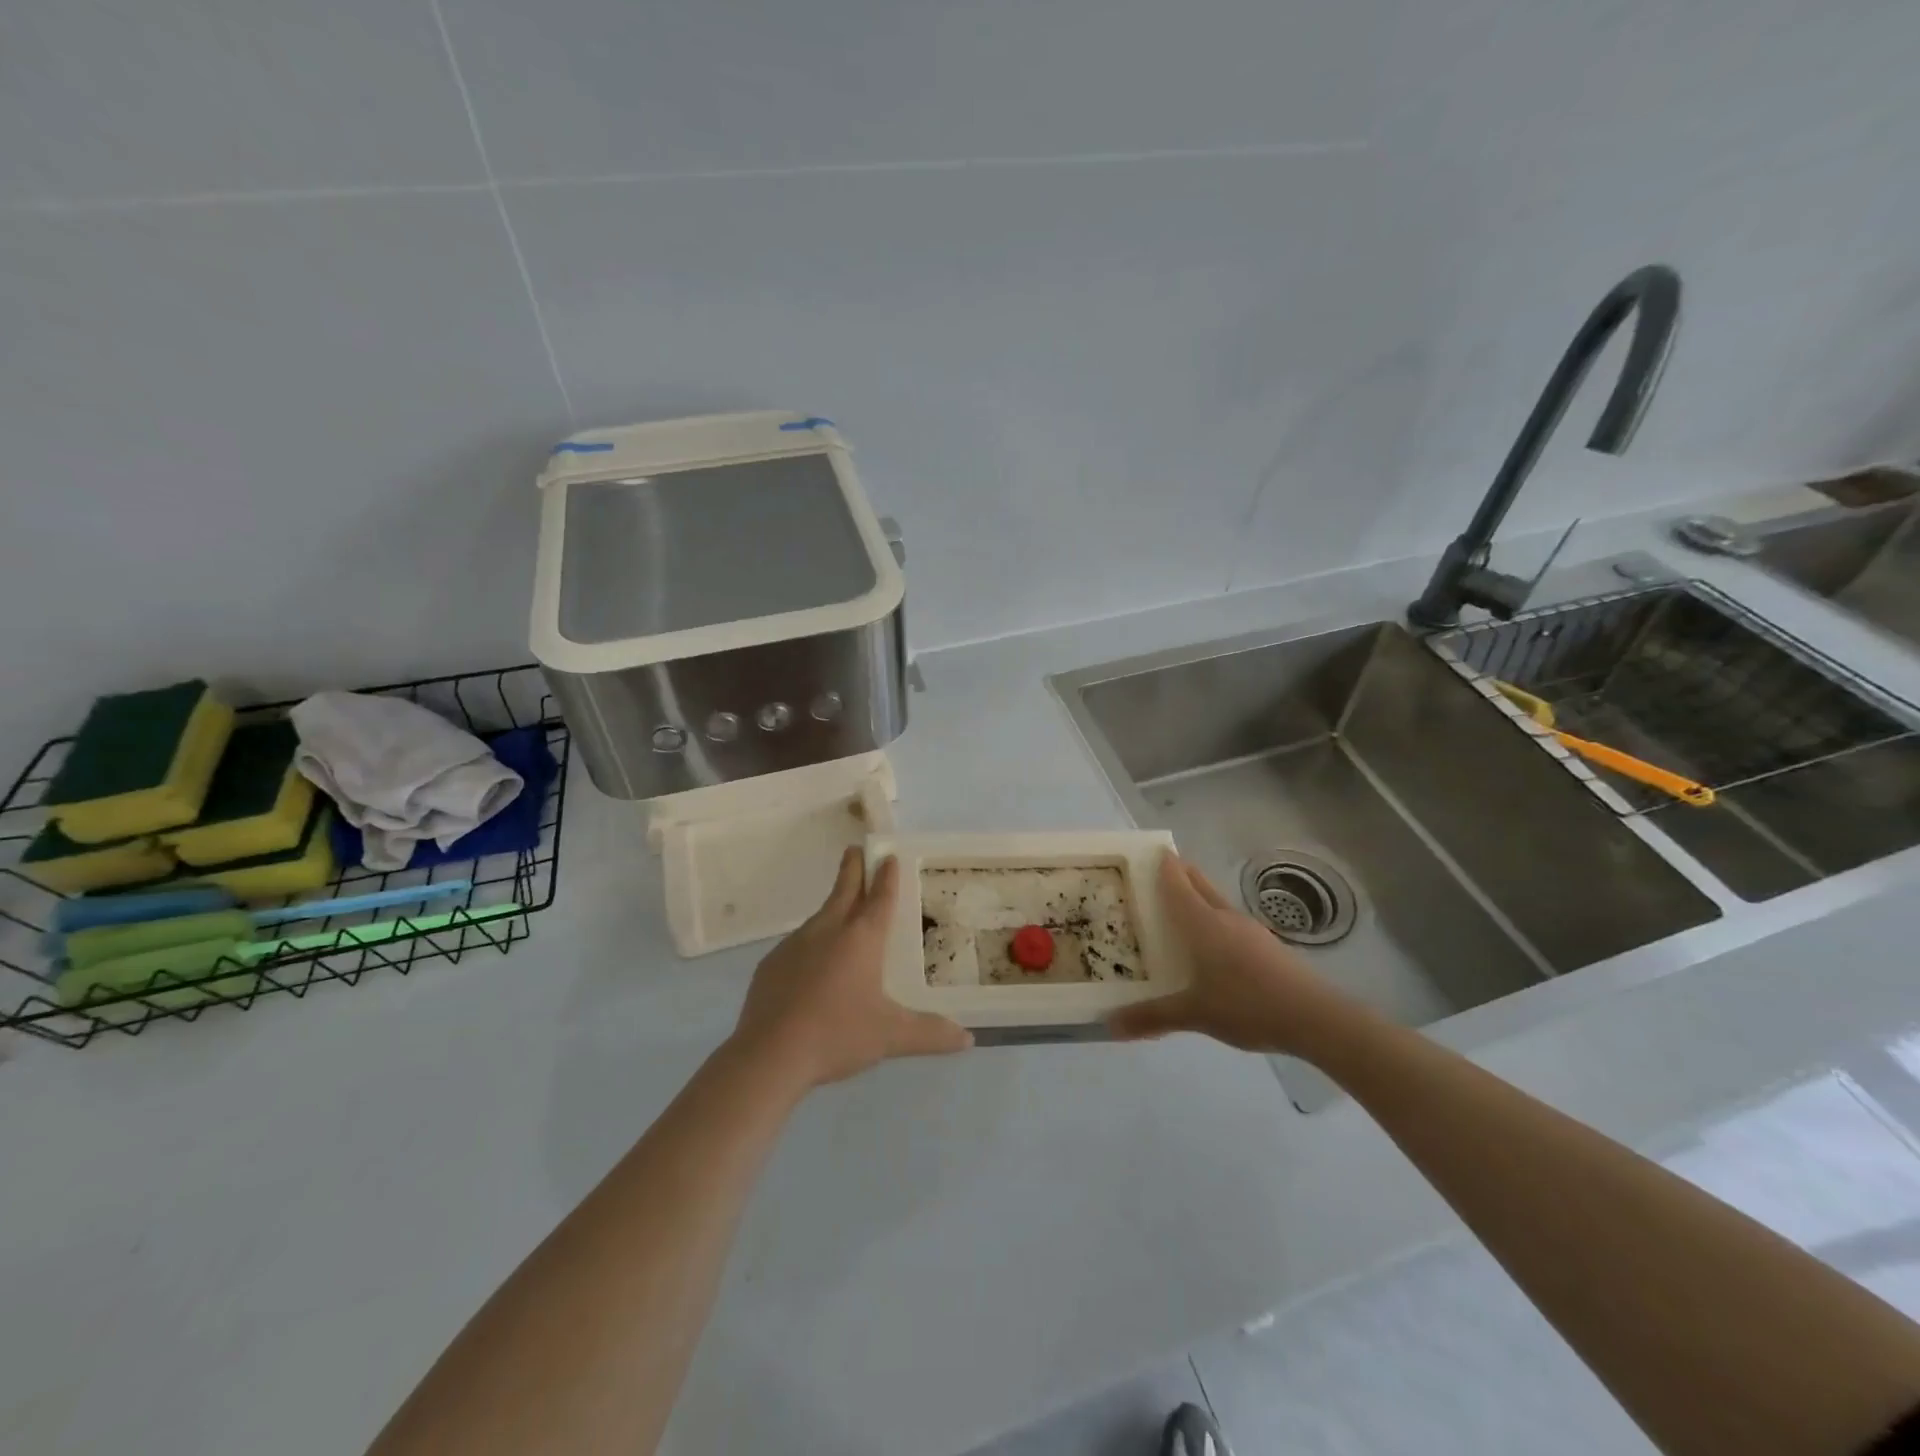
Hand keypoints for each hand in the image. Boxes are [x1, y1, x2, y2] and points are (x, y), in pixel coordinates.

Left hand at [730, 848, 973, 1091]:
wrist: (769, 1054)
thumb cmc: (837, 1034)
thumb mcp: (891, 1037)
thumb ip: (930, 1034)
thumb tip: (968, 1039)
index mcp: (861, 938)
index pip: (880, 897)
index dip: (887, 875)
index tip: (888, 856)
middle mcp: (828, 930)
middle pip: (844, 890)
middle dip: (853, 868)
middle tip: (856, 849)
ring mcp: (795, 945)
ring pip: (820, 916)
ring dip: (834, 907)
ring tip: (842, 910)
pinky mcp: (772, 964)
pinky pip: (798, 944)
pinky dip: (811, 943)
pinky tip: (813, 965)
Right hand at [1107, 852, 1368, 1058]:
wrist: (1316, 1018)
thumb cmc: (1248, 1004)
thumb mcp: (1194, 1014)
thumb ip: (1152, 1017)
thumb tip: (1108, 1025)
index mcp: (1202, 922)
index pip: (1176, 880)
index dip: (1161, 863)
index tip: (1142, 852)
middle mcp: (1224, 917)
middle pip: (1198, 883)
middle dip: (1177, 875)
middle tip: (1151, 878)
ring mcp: (1249, 931)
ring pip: (1216, 903)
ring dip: (1196, 900)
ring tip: (1175, 913)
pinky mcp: (1266, 947)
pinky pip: (1230, 924)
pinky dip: (1213, 923)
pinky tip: (1210, 948)